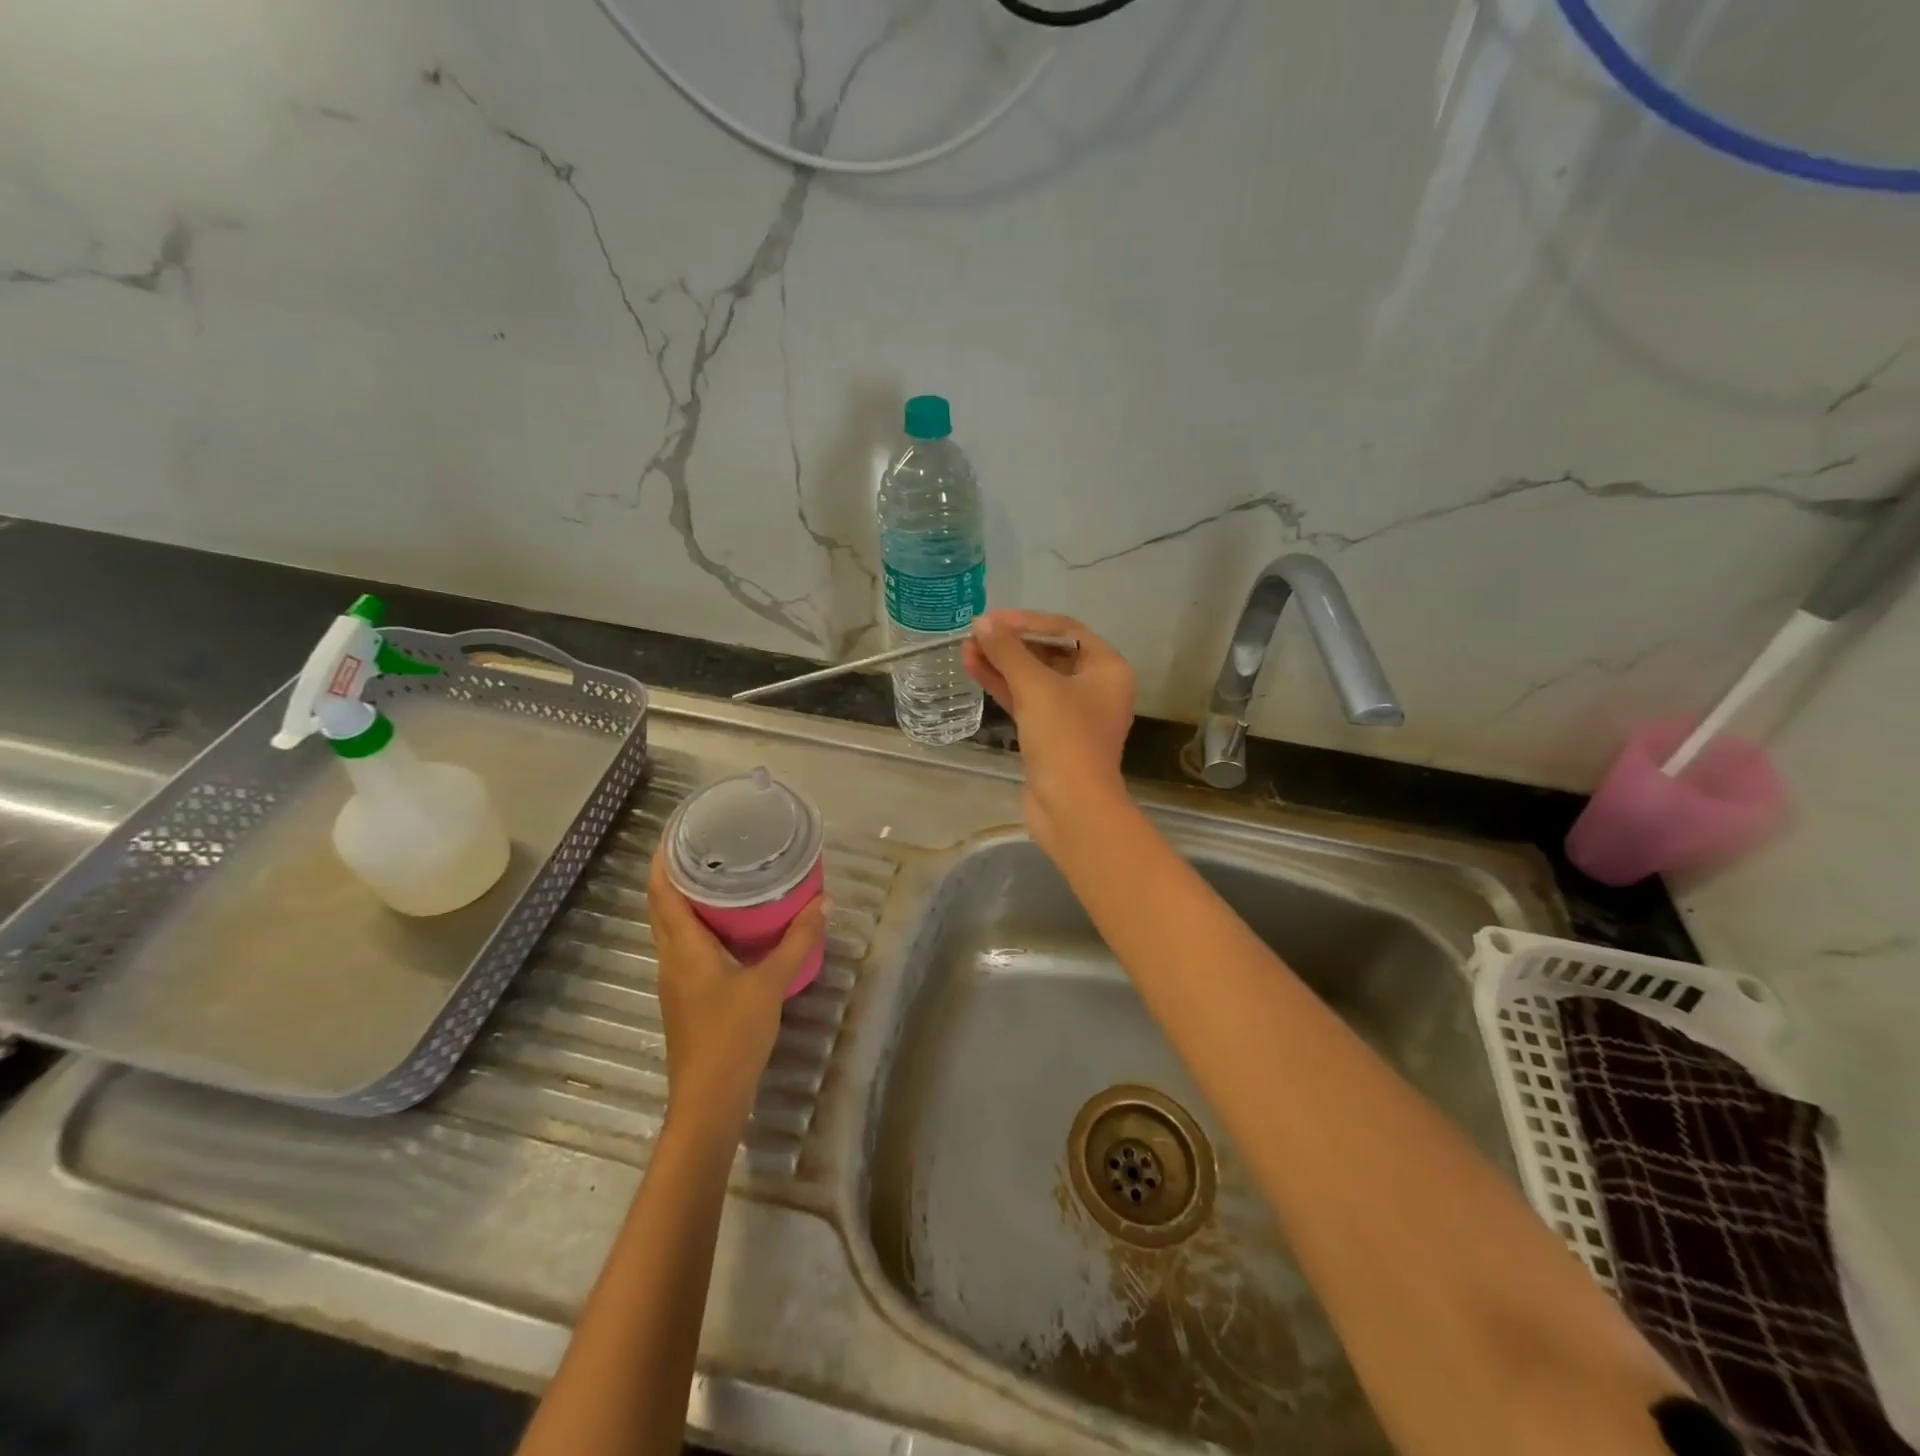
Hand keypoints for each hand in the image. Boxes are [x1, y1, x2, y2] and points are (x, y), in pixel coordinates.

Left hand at [647, 853, 826, 1140]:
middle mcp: (671, 958)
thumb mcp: (771, 983)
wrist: (709, 1100)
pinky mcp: (686, 995)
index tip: (677, 828)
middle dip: (676, 872)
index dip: (662, 858)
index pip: (661, 891)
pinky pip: (686, 946)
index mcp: (683, 947)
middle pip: (662, 905)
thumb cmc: (732, 1035)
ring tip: (720, 874)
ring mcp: (676, 979)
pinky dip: (699, 924)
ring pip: (673, 926)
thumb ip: (798, 941)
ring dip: (686, 898)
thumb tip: (824, 902)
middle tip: (708, 843)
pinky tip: (729, 924)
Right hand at [963, 609, 1135, 854]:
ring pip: (1034, 678)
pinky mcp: (1052, 735)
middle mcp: (1095, 686)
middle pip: (1049, 652)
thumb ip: (1008, 651)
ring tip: (967, 649)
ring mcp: (1073, 713)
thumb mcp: (1036, 687)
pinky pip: (1028, 701)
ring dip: (1002, 663)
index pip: (1065, 629)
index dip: (1026, 621)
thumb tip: (983, 623)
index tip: (991, 619)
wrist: (1071, 807)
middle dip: (1011, 643)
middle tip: (975, 634)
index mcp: (1107, 668)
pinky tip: (975, 670)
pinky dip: (1004, 686)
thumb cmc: (1065, 738)